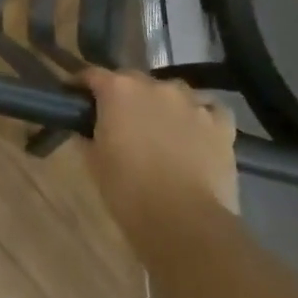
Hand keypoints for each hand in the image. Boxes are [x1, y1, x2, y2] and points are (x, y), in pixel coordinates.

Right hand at [80, 69, 239, 235]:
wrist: (184, 222)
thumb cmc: (129, 191)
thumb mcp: (94, 162)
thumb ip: (88, 135)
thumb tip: (87, 128)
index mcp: (118, 90)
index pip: (93, 75)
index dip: (82, 85)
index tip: (76, 96)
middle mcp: (155, 85)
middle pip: (134, 80)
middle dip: (125, 95)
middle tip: (121, 119)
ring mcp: (191, 102)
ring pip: (173, 92)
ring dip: (164, 104)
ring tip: (162, 128)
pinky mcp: (221, 124)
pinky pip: (209, 109)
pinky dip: (201, 116)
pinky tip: (197, 132)